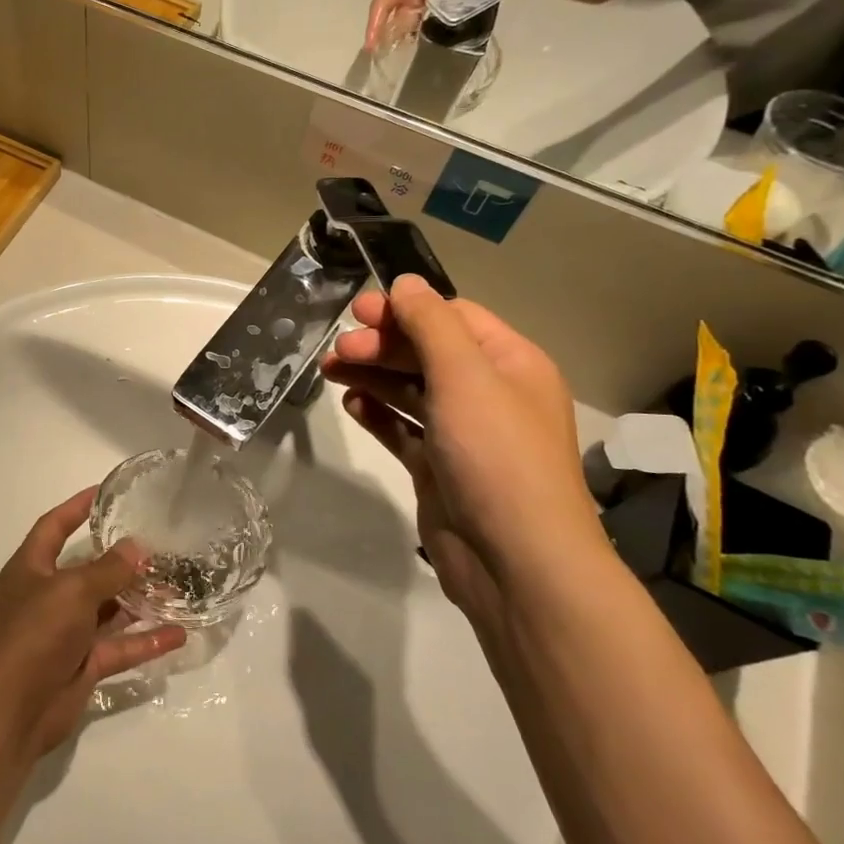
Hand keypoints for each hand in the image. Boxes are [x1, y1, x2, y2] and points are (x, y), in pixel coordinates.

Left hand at [0, 489, 185, 755]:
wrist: (11, 710)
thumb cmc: (34, 633)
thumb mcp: (72, 590)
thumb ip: (107, 569)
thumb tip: (135, 548)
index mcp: (32, 568)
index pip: (54, 526)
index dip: (76, 507)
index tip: (105, 492)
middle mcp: (48, 595)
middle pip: (88, 569)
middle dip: (120, 559)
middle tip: (158, 545)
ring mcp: (66, 632)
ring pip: (108, 609)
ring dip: (139, 600)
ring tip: (177, 586)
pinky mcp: (83, 664)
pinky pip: (119, 646)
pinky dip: (145, 640)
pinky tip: (178, 634)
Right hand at [322, 276, 602, 628]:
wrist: (514, 560)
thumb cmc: (495, 455)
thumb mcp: (465, 376)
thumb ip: (431, 324)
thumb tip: (405, 282)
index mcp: (510, 364)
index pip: (453, 318)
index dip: (406, 310)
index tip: (359, 313)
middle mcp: (489, 394)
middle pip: (426, 353)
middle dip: (381, 346)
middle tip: (339, 351)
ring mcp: (462, 434)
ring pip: (409, 390)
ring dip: (371, 376)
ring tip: (330, 372)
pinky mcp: (438, 468)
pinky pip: (402, 429)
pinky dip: (377, 414)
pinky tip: (352, 407)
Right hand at [364, 0, 457, 50]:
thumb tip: (435, 20)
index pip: (381, 5)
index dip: (374, 27)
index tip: (370, 49)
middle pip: (396, 13)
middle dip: (394, 34)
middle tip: (393, 58)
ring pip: (413, 13)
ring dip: (413, 31)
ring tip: (414, 53)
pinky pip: (430, 9)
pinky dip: (430, 23)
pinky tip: (435, 36)